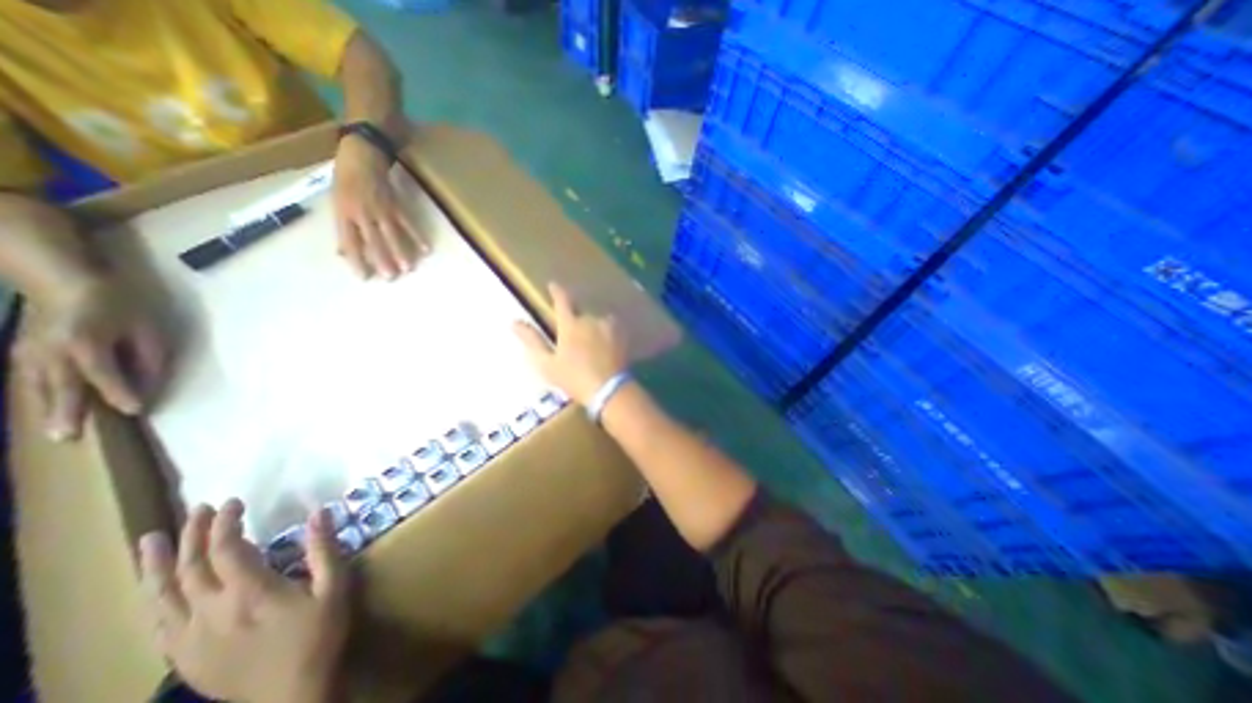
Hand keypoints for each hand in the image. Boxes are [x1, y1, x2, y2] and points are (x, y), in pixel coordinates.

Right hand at [13, 274, 165, 439]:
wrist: (64, 279)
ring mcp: (28, 351)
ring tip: (55, 432)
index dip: (121, 393)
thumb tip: (150, 383)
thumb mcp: (147, 328)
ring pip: (37, 386)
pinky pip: (29, 379)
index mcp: (85, 343)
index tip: (136, 411)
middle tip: (68, 438)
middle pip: (60, 387)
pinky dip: (36, 396)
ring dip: (46, 409)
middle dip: (66, 412)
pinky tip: (44, 409)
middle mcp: (49, 351)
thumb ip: (149, 357)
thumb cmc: (118, 303)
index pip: (105, 375)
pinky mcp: (21, 351)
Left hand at [137, 499, 348, 701]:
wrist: (291, 694)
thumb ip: (325, 548)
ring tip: (149, 540)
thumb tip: (319, 512)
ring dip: (156, 565)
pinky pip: (159, 622)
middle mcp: (210, 611)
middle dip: (192, 535)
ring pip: (161, 596)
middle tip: (198, 509)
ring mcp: (190, 637)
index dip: (226, 523)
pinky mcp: (184, 656)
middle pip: (189, 568)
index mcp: (249, 592)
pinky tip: (155, 589)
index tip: (234, 502)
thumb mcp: (334, 587)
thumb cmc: (319, 634)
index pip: (226, 549)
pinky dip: (155, 598)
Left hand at [332, 134, 431, 278]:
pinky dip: (418, 236)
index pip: (350, 242)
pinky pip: (408, 224)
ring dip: (401, 253)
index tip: (364, 277)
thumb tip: (342, 252)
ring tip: (408, 269)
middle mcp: (361, 213)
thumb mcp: (336, 202)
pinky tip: (426, 249)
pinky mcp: (396, 205)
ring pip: (391, 235)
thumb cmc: (345, 179)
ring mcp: (380, 209)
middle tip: (391, 278)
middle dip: (382, 260)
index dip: (356, 260)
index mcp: (343, 213)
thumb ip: (343, 228)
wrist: (360, 154)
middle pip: (373, 241)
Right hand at [509, 279, 625, 403]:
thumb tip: (514, 322)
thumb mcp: (547, 363)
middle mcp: (590, 319)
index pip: (562, 301)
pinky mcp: (623, 336)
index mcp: (570, 324)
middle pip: (581, 314)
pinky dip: (607, 334)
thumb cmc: (573, 378)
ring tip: (593, 345)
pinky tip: (607, 347)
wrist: (609, 389)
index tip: (553, 284)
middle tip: (575, 338)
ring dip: (594, 328)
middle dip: (576, 321)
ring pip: (598, 322)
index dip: (557, 291)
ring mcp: (609, 327)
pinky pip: (612, 329)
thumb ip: (532, 341)